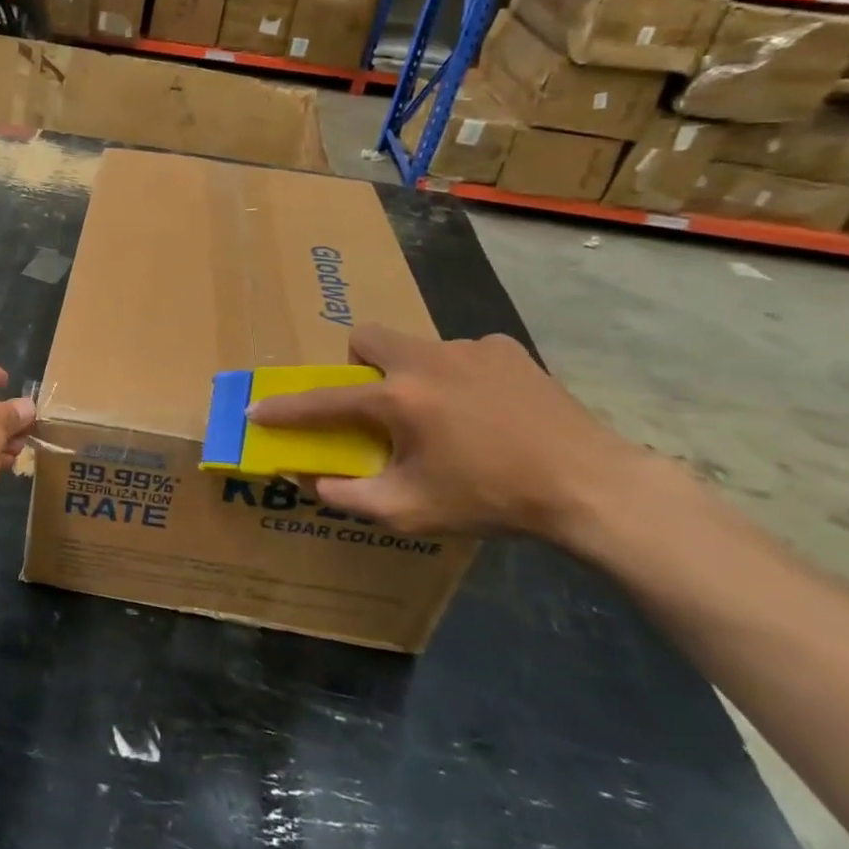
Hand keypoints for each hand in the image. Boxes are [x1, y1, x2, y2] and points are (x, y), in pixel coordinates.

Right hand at [246, 324, 654, 544]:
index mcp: (398, 399)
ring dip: (413, 375)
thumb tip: (311, 481)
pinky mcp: (507, 349)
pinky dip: (460, 376)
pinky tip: (487, 409)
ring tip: (445, 416)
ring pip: (417, 348)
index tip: (257, 410)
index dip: (285, 408)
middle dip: (358, 365)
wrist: (590, 486)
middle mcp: (426, 360)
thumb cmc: (491, 499)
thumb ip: (351, 495)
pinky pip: (463, 353)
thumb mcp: (411, 511)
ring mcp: (470, 348)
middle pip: (366, 337)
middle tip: (378, 403)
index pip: (324, 400)